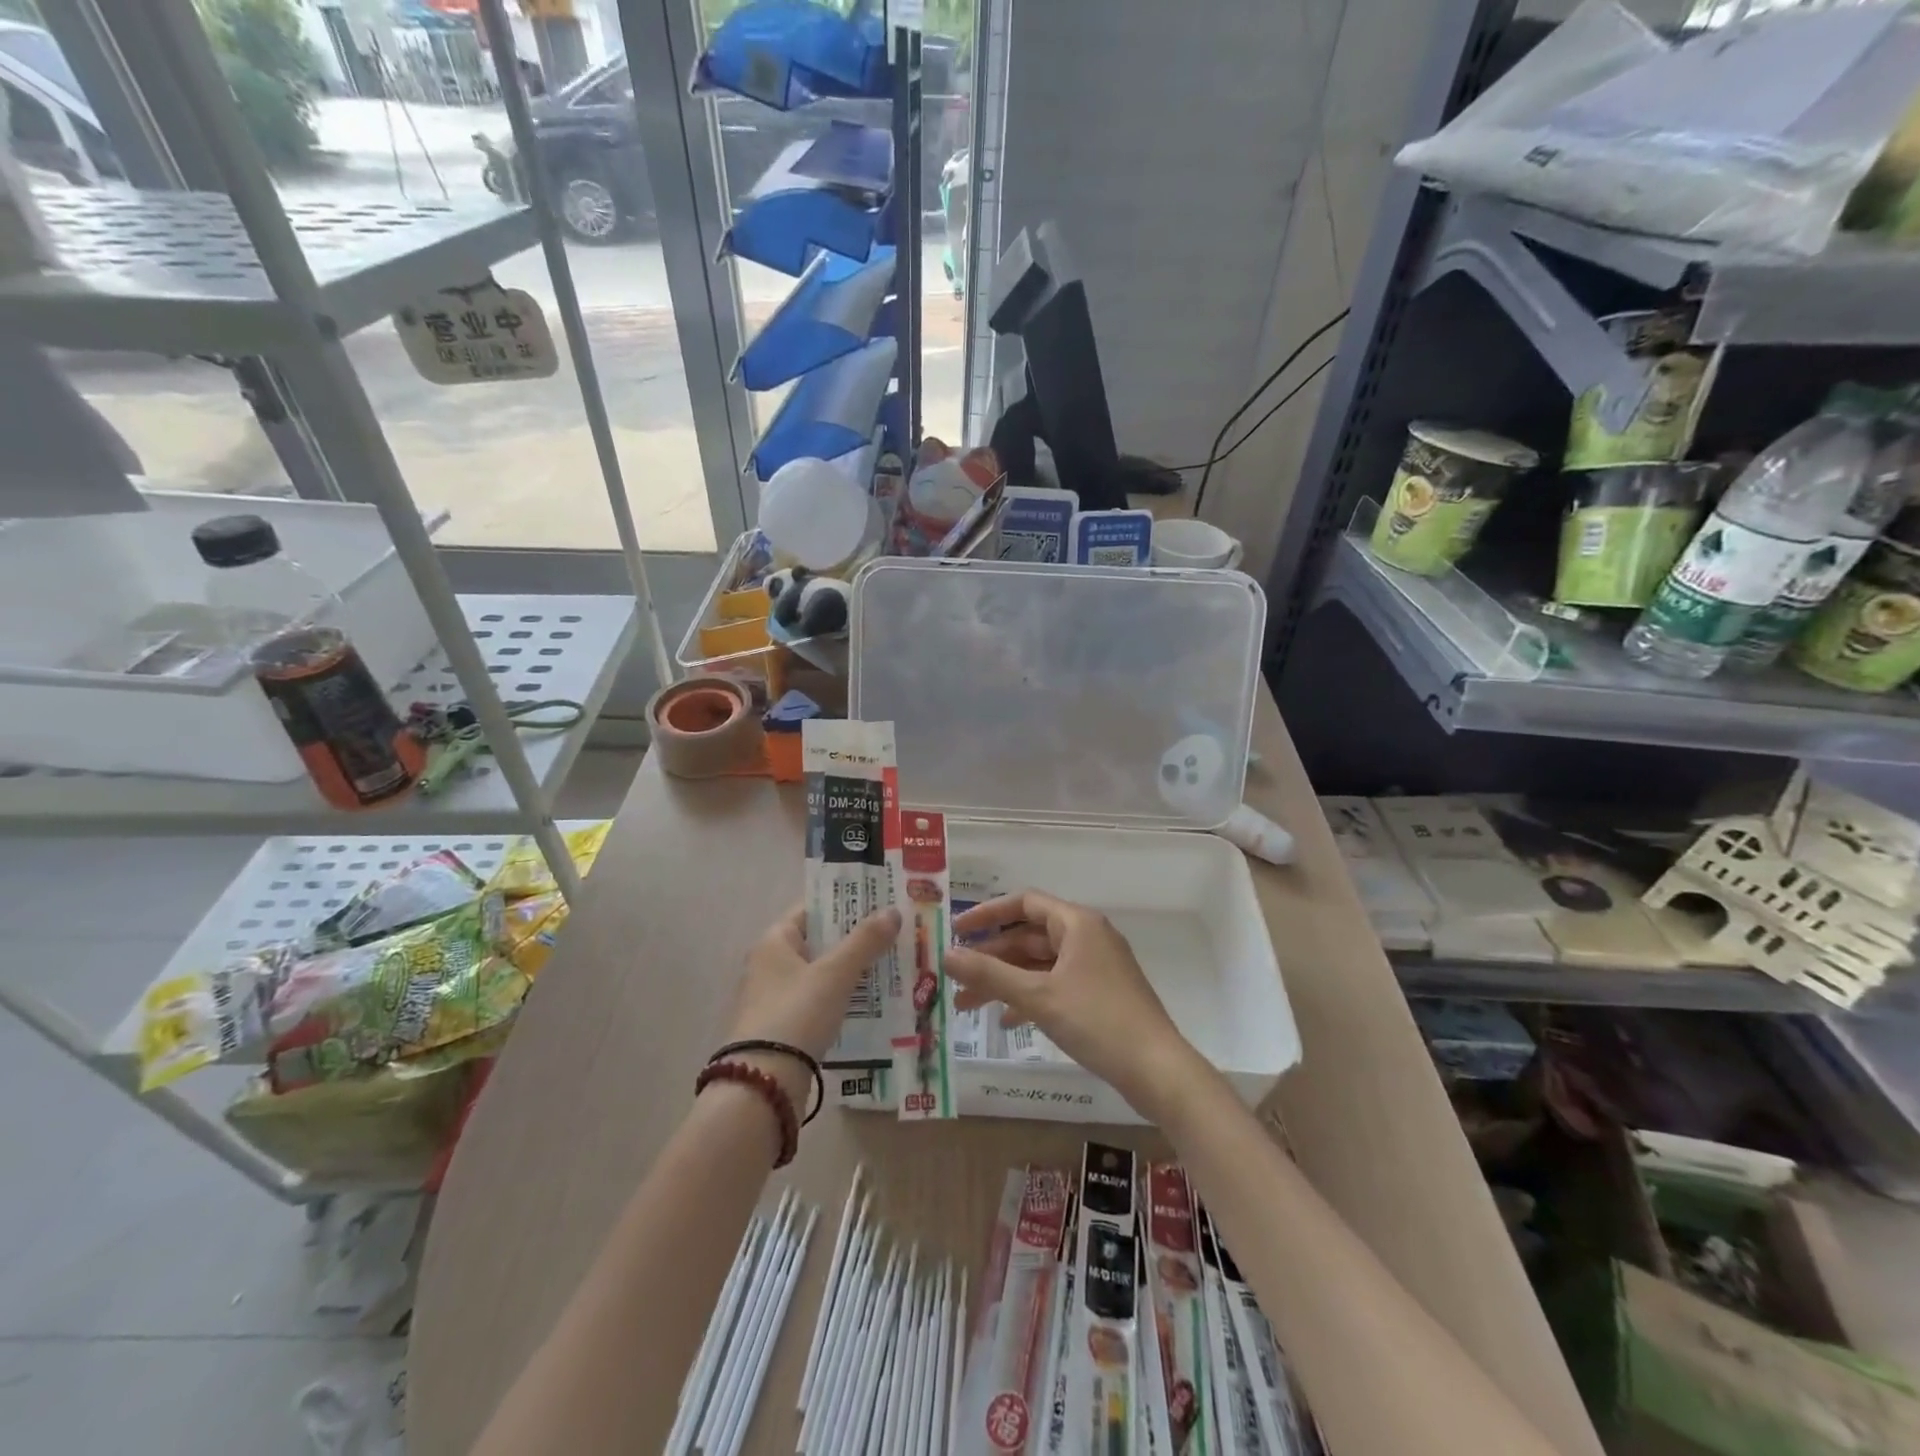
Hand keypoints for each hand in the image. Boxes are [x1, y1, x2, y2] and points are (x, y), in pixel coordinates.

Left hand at [723, 902, 900, 1105]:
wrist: (762, 1085)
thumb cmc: (796, 1014)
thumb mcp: (835, 974)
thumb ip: (865, 941)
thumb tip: (893, 910)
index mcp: (775, 941)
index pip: (813, 909)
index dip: (845, 903)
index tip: (880, 901)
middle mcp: (770, 964)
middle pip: (820, 941)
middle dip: (856, 938)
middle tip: (895, 933)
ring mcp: (776, 998)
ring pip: (822, 973)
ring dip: (853, 970)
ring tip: (893, 965)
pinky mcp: (785, 1028)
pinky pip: (820, 1001)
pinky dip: (844, 998)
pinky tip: (873, 1002)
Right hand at [947, 890, 1201, 1119]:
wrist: (1157, 1069)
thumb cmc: (1097, 1020)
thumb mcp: (1037, 996)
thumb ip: (989, 974)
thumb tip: (945, 955)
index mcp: (1077, 923)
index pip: (1024, 902)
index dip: (987, 914)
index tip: (956, 931)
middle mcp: (1087, 936)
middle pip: (1029, 936)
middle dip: (991, 956)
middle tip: (956, 975)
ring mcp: (1096, 966)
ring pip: (1040, 964)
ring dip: (1005, 980)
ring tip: (967, 1004)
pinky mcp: (1100, 993)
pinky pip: (1055, 984)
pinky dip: (1029, 997)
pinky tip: (1007, 1021)